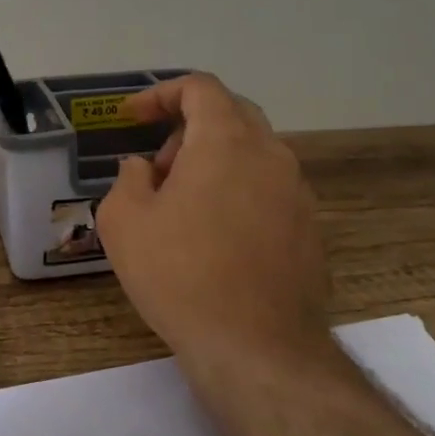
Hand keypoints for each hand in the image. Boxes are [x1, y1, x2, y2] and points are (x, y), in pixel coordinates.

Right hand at [95, 73, 329, 370]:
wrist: (257, 348)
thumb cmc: (181, 274)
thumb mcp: (124, 222)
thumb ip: (128, 179)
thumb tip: (143, 169)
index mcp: (226, 141)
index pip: (200, 87)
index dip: (161, 94)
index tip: (132, 118)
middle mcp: (271, 155)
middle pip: (231, 114)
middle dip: (187, 130)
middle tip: (158, 170)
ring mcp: (297, 192)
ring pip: (252, 153)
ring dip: (214, 163)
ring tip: (183, 210)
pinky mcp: (309, 229)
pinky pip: (268, 190)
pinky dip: (238, 193)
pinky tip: (216, 240)